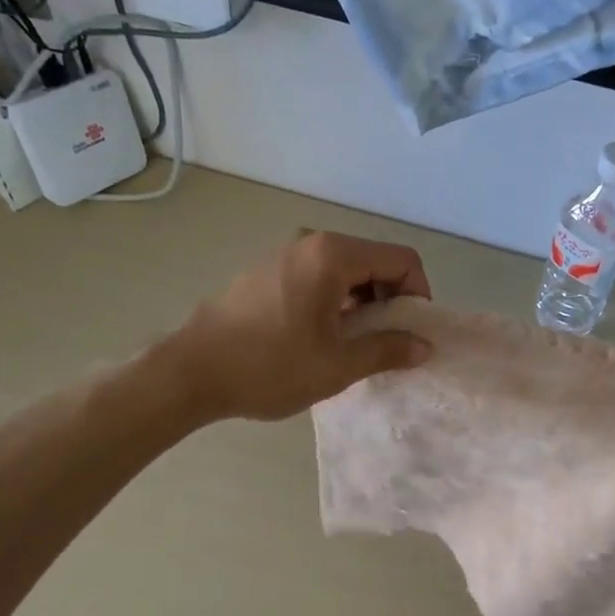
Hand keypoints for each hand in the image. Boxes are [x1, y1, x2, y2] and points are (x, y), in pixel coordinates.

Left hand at [171, 231, 432, 421]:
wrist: (191, 372)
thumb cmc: (270, 367)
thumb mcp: (338, 365)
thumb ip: (388, 350)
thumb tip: (423, 346)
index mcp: (333, 256)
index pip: (401, 259)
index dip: (418, 294)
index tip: (410, 331)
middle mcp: (310, 243)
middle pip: (374, 260)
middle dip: (390, 299)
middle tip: (385, 341)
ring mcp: (284, 253)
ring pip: (345, 270)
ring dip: (362, 302)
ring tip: (353, 343)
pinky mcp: (265, 270)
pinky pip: (318, 276)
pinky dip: (335, 300)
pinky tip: (321, 336)